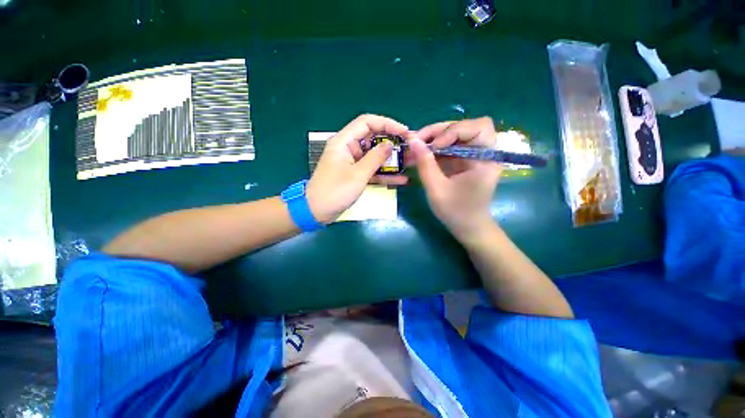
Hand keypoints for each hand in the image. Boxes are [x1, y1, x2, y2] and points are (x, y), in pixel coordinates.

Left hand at [307, 114, 408, 222]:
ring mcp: (353, 162)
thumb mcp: (358, 175)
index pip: (367, 122)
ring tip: (410, 162)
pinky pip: (372, 170)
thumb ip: (375, 158)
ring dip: (391, 159)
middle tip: (410, 147)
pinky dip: (384, 174)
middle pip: (373, 138)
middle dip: (392, 142)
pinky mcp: (355, 174)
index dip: (387, 124)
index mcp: (344, 141)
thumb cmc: (335, 191)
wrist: (317, 211)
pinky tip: (401, 179)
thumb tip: (390, 144)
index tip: (404, 132)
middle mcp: (348, 148)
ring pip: (375, 155)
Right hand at [409, 117, 502, 241]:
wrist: (468, 227)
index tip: (433, 146)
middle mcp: (484, 152)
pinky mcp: (464, 160)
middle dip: (440, 131)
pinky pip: (449, 146)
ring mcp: (473, 155)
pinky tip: (419, 154)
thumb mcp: (437, 189)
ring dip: (434, 137)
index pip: (478, 127)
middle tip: (418, 140)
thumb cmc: (456, 212)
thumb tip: (412, 140)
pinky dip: (434, 148)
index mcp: (486, 159)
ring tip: (415, 146)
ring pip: (455, 134)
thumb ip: (425, 164)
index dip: (454, 130)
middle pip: (465, 127)